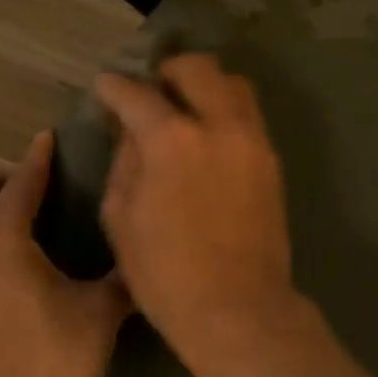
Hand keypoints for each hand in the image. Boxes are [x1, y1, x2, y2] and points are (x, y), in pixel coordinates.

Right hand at [94, 54, 299, 368]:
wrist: (238, 308)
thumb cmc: (165, 273)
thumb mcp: (120, 217)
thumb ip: (124, 161)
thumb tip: (132, 132)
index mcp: (171, 139)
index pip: (137, 93)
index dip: (114, 86)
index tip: (106, 86)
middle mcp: (218, 125)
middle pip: (197, 68)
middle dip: (168, 71)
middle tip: (153, 92)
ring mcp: (252, 140)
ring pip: (234, 83)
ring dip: (205, 85)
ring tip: (186, 108)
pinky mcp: (271, 160)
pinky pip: (248, 114)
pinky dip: (225, 110)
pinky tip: (209, 136)